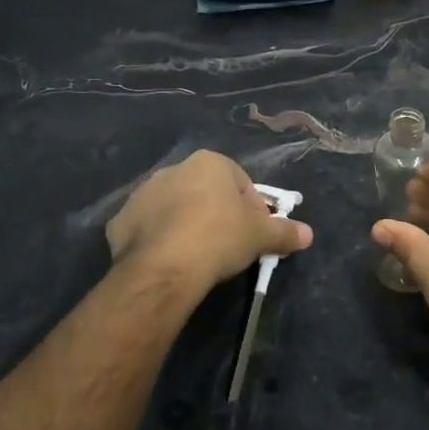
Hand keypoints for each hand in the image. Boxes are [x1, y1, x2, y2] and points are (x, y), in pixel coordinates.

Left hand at [107, 151, 312, 303]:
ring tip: (197, 256)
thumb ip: (285, 232)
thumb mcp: (260, 236)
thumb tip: (309, 234)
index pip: (240, 182)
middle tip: (228, 246)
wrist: (164, 266)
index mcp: (209, 163)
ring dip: (185, 225)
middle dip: (217, 214)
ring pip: (173, 208)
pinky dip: (157, 241)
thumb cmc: (219, 237)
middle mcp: (173, 169)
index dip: (252, 209)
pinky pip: (147, 229)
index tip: (255, 234)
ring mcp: (142, 194)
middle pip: (205, 192)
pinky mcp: (120, 221)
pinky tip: (169, 262)